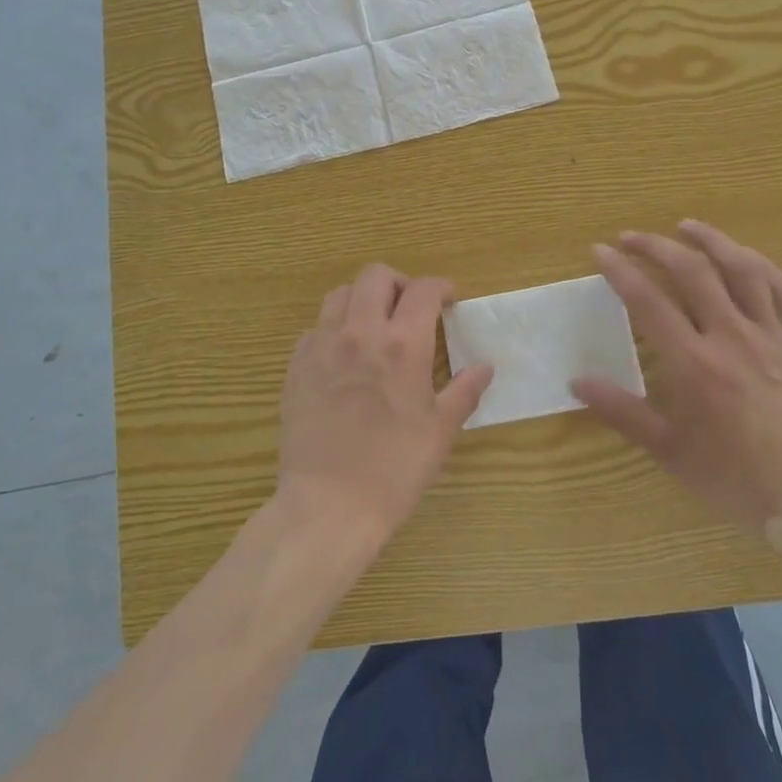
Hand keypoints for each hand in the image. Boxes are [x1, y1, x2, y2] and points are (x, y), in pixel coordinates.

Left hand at [275, 264, 493, 545]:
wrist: (328, 505)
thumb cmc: (394, 469)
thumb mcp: (439, 432)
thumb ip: (464, 392)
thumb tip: (485, 367)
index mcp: (403, 345)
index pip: (423, 290)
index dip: (440, 288)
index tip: (448, 300)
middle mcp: (360, 332)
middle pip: (375, 276)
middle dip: (399, 283)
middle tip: (410, 308)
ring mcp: (322, 345)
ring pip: (340, 294)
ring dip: (362, 299)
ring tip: (374, 325)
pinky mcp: (296, 365)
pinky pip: (315, 327)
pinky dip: (334, 328)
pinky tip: (343, 356)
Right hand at [573, 221, 781, 573]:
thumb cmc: (735, 480)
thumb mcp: (670, 451)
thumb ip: (622, 411)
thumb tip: (577, 381)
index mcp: (695, 364)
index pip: (648, 301)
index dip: (620, 270)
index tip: (600, 251)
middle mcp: (733, 337)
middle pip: (692, 271)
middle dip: (656, 246)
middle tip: (631, 236)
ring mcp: (773, 336)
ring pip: (742, 269)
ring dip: (711, 241)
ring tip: (686, 227)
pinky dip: (761, 265)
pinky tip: (745, 258)